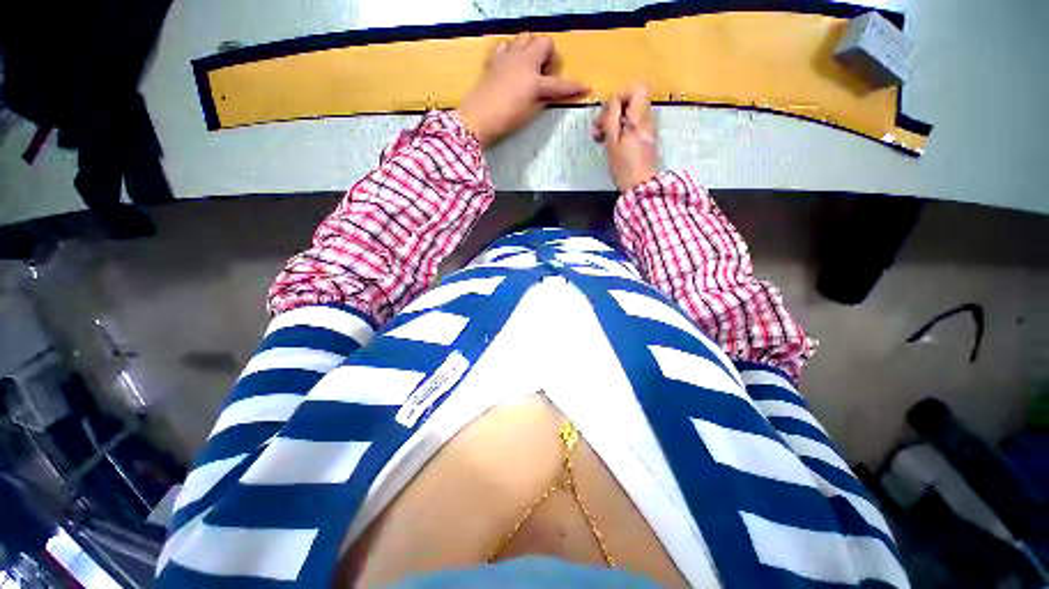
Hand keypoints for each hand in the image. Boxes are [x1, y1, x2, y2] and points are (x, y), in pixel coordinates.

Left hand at [455, 33, 587, 146]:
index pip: (560, 84)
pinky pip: (506, 44)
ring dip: (531, 48)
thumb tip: (549, 92)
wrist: (478, 118)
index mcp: (535, 81)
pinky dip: (512, 51)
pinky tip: (511, 65)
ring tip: (528, 67)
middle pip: (544, 42)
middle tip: (544, 74)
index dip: (574, 87)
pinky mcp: (494, 59)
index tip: (586, 87)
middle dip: (548, 55)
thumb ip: (543, 99)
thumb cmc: (506, 120)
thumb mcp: (530, 113)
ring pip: (525, 37)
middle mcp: (524, 62)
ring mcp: (508, 57)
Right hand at [592, 84, 657, 192]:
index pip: (636, 88)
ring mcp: (646, 130)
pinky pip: (631, 126)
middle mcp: (647, 120)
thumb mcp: (613, 143)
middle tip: (598, 128)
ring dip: (613, 122)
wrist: (640, 187)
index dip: (619, 96)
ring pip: (629, 114)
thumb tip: (612, 103)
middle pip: (631, 101)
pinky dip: (619, 131)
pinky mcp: (644, 140)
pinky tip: (610, 144)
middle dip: (612, 111)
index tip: (607, 113)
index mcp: (640, 118)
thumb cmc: (624, 167)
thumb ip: (611, 119)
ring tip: (601, 138)